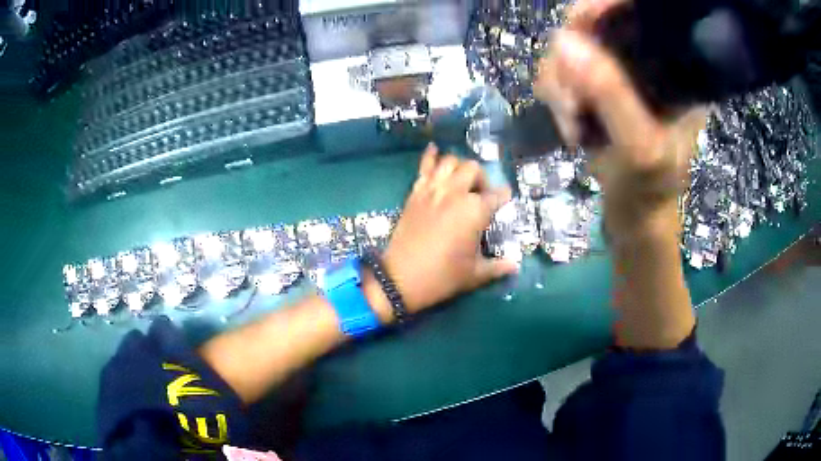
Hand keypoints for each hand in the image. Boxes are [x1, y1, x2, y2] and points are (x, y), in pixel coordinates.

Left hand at [379, 144, 518, 313]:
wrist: (400, 278)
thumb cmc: (442, 276)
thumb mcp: (474, 274)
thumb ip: (497, 266)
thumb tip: (515, 265)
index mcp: (475, 211)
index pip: (496, 195)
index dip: (503, 196)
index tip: (505, 199)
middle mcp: (455, 193)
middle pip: (473, 169)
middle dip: (481, 179)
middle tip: (481, 195)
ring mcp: (433, 190)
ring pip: (450, 162)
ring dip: (459, 167)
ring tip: (462, 180)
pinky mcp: (415, 192)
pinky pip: (424, 167)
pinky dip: (430, 156)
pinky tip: (434, 150)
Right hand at [535, 0, 706, 237]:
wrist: (635, 212)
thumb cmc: (650, 186)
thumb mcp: (639, 146)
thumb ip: (611, 94)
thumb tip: (562, 41)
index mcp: (674, 67)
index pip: (637, 15)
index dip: (603, 8)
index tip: (577, 23)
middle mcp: (643, 59)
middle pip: (592, 25)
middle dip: (572, 60)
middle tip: (573, 100)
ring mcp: (616, 70)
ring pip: (567, 47)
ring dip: (560, 85)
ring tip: (573, 122)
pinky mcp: (594, 84)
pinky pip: (557, 69)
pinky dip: (555, 95)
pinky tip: (571, 123)